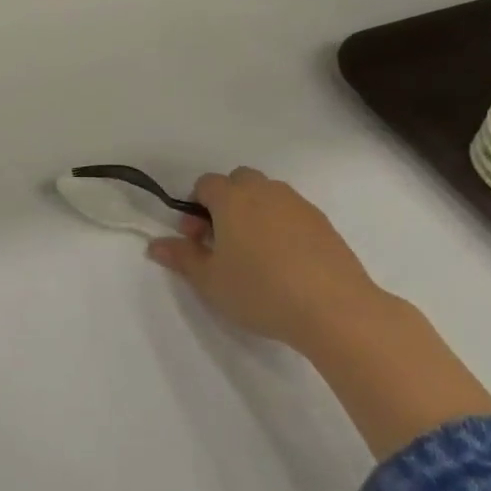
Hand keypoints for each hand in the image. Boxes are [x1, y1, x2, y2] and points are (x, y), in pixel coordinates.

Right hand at [148, 168, 391, 352]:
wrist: (335, 309)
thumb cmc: (260, 291)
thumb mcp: (210, 281)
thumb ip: (181, 258)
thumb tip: (155, 245)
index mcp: (232, 199)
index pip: (206, 184)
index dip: (195, 207)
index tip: (197, 239)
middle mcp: (266, 192)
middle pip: (239, 181)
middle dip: (226, 203)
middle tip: (223, 242)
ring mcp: (299, 205)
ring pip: (268, 195)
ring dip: (255, 213)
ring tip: (255, 254)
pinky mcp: (324, 224)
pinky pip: (293, 213)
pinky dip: (282, 227)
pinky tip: (285, 262)